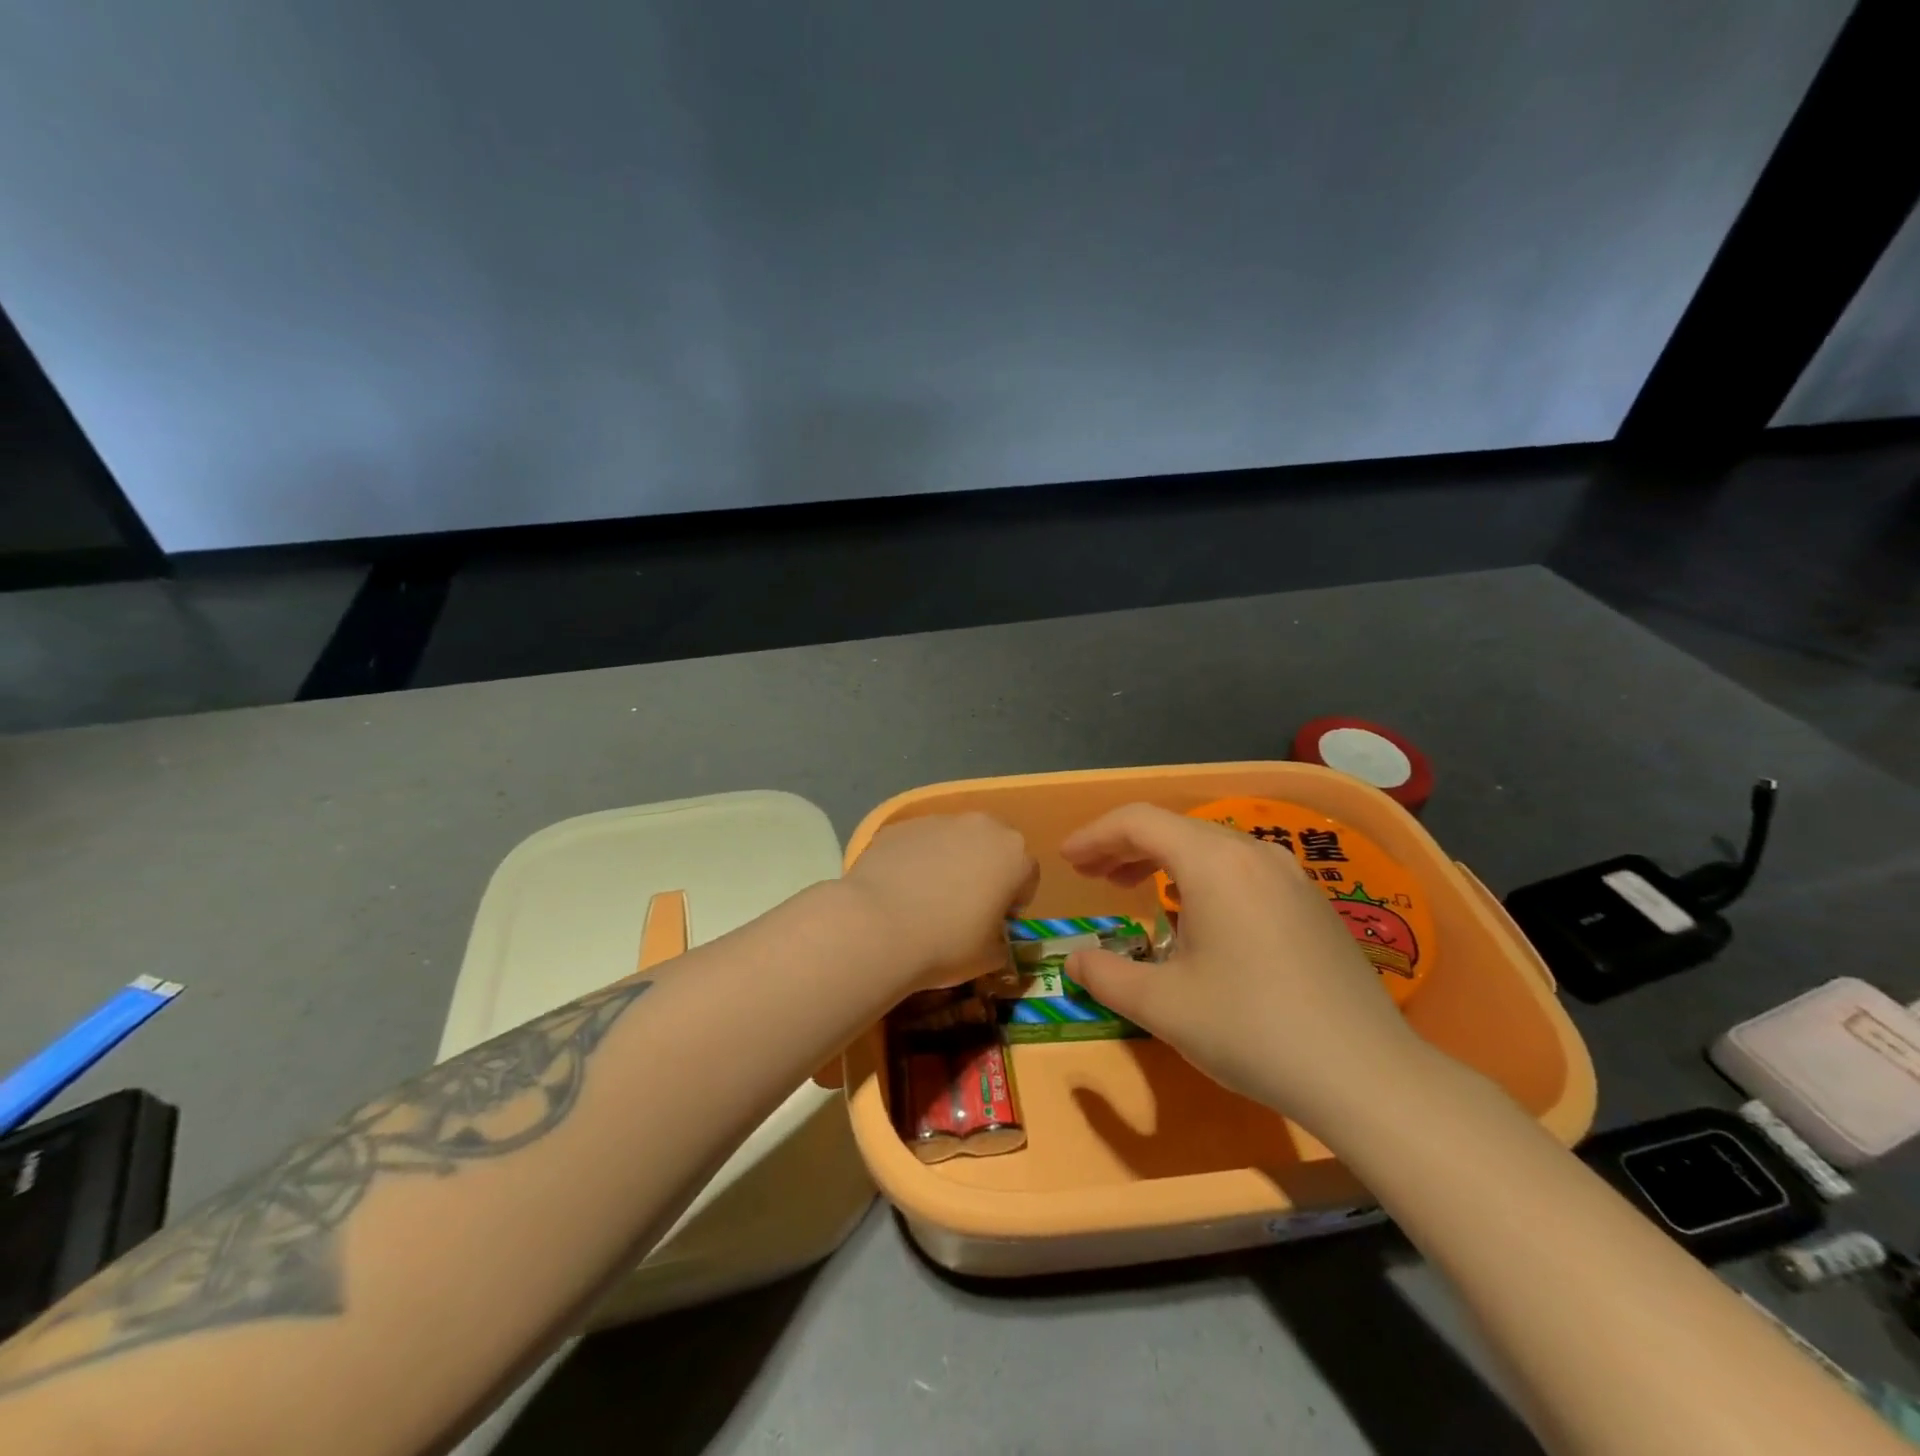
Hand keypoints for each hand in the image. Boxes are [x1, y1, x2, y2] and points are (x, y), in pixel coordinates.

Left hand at [843, 813, 1038, 988]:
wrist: (877, 927)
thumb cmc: (946, 944)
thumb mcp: (990, 957)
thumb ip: (1001, 941)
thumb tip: (993, 938)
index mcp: (1013, 854)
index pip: (1027, 876)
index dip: (1013, 902)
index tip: (995, 925)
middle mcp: (980, 826)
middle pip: (991, 848)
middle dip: (983, 872)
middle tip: (964, 908)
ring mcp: (937, 821)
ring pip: (953, 841)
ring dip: (948, 863)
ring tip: (925, 899)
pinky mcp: (900, 825)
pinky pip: (918, 843)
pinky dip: (915, 860)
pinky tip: (899, 891)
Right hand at [1060, 803, 1428, 1123]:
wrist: (1367, 1074)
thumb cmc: (1253, 1030)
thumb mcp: (1163, 1006)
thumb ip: (1106, 975)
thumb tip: (1075, 960)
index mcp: (1213, 863)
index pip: (1139, 822)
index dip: (1095, 835)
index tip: (1067, 860)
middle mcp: (1253, 853)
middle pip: (1174, 828)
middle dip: (1124, 846)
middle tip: (1092, 875)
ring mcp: (1290, 875)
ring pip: (1210, 846)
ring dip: (1163, 859)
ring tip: (1134, 888)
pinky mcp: (1311, 901)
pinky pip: (1241, 868)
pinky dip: (1201, 876)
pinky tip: (1195, 915)